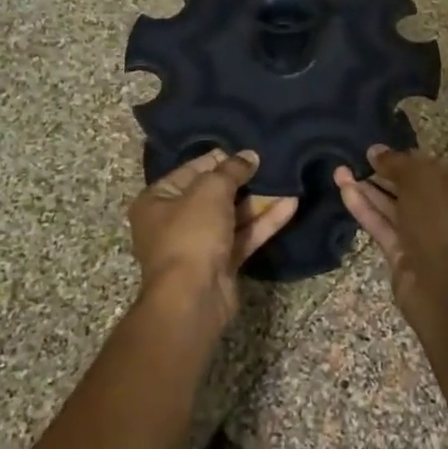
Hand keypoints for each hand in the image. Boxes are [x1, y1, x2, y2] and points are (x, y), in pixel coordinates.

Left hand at [128, 150, 297, 326]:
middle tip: (272, 164)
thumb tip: (249, 155)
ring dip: (258, 201)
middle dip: (243, 181)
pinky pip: (243, 236)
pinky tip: (290, 205)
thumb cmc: (191, 234)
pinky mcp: (221, 264)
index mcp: (157, 200)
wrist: (192, 298)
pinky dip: (264, 222)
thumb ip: (231, 170)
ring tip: (287, 181)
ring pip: (232, 216)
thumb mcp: (210, 191)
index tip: (248, 150)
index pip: (191, 170)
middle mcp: (173, 222)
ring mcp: (198, 245)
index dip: (220, 159)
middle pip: (213, 194)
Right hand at [335, 146, 447, 317]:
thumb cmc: (441, 223)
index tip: (375, 151)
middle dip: (381, 173)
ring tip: (339, 171)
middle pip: (408, 188)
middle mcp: (444, 211)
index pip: (429, 168)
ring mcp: (422, 235)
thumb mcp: (420, 181)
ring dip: (367, 190)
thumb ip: (397, 163)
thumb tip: (375, 150)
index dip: (402, 158)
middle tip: (353, 159)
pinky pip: (381, 225)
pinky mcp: (401, 253)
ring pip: (391, 207)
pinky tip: (344, 191)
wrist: (444, 287)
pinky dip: (364, 209)